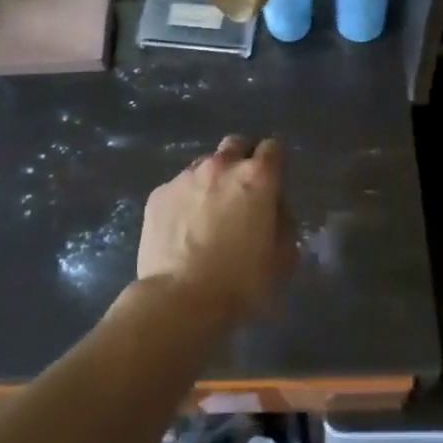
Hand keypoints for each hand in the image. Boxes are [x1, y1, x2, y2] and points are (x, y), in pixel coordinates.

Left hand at [135, 136, 294, 319]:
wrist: (180, 298)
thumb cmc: (241, 281)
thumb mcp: (283, 258)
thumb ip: (284, 223)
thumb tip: (274, 210)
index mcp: (257, 177)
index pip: (273, 147)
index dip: (275, 161)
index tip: (274, 179)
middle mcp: (221, 166)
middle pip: (236, 144)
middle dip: (242, 159)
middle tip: (242, 190)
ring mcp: (185, 177)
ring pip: (205, 164)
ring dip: (212, 179)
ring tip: (209, 211)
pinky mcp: (159, 194)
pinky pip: (178, 186)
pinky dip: (185, 198)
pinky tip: (183, 226)